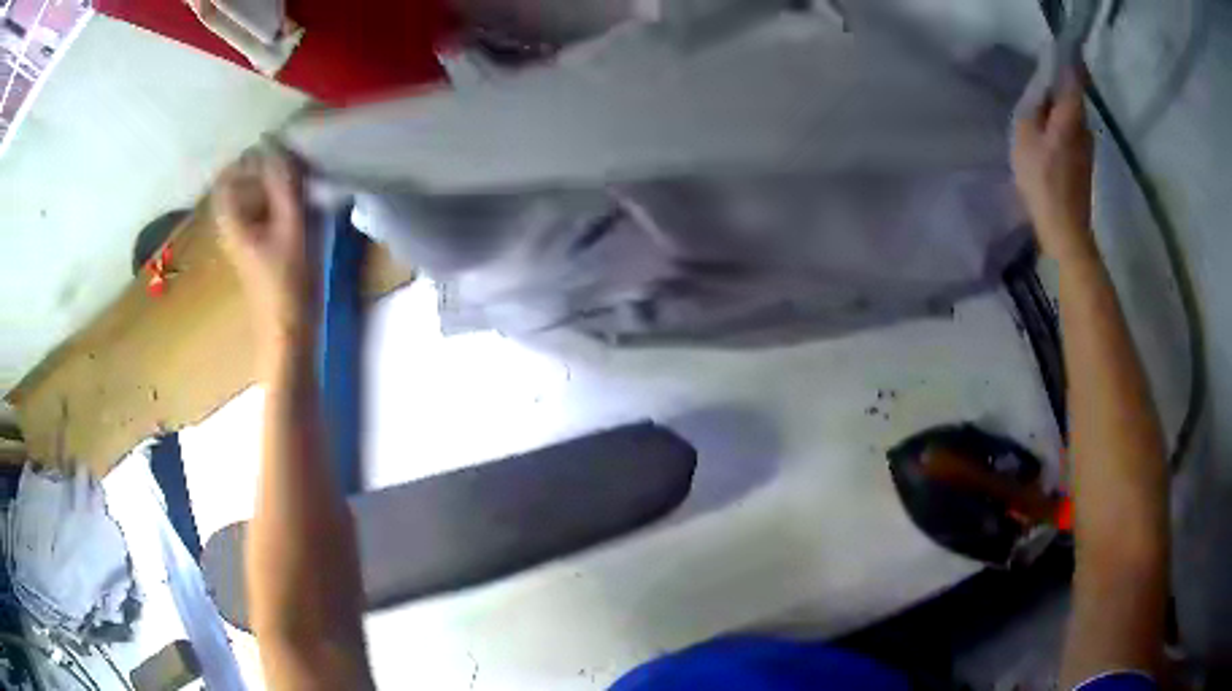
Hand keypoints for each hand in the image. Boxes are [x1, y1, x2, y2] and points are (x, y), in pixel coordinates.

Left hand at [212, 145, 320, 348]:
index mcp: (232, 220)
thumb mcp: (290, 225)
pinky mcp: (260, 251)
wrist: (290, 332)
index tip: (276, 152)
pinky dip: (280, 204)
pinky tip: (301, 207)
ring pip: (255, 200)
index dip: (249, 159)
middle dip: (266, 170)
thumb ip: (282, 182)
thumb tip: (273, 140)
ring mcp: (246, 241)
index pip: (227, 176)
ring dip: (275, 186)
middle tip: (294, 164)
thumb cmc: (288, 280)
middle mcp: (233, 227)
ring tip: (302, 182)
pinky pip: (264, 215)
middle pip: (241, 185)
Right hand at [1012, 68, 1096, 262]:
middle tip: (1041, 86)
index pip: (1074, 80)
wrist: (1065, 231)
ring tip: (1041, 114)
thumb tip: (1043, 89)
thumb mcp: (1026, 137)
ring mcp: (1087, 149)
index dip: (1068, 63)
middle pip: (1074, 98)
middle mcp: (1084, 128)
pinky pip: (1073, 134)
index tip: (1061, 52)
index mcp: (1070, 117)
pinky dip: (1063, 128)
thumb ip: (1035, 107)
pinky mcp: (1085, 165)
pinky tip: (1049, 138)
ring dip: (1060, 110)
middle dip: (1060, 88)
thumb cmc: (1042, 182)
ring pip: (1074, 117)